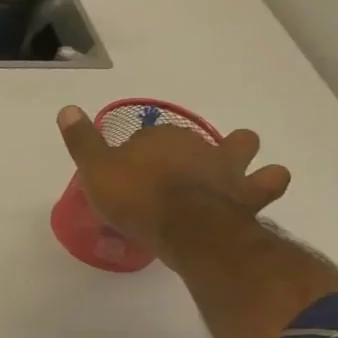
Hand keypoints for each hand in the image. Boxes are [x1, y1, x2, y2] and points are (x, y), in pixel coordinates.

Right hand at [56, 105, 291, 261]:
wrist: (186, 228)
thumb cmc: (136, 197)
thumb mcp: (95, 170)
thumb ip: (82, 141)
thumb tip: (67, 109)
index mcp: (161, 138)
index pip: (148, 137)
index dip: (138, 153)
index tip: (127, 173)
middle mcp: (199, 145)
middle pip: (196, 137)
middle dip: (189, 148)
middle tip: (174, 171)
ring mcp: (229, 169)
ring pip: (243, 146)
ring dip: (238, 155)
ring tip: (225, 173)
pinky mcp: (250, 195)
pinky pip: (269, 181)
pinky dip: (264, 183)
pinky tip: (253, 194)